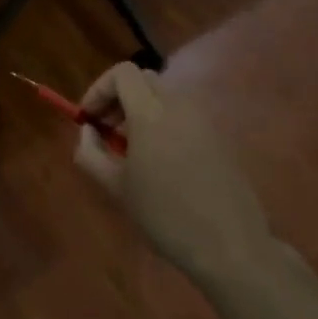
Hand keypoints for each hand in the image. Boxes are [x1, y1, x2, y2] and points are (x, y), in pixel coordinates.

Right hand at [74, 63, 271, 286]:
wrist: (229, 245)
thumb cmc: (165, 214)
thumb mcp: (116, 188)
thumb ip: (91, 153)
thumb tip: (88, 131)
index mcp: (151, 111)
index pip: (122, 73)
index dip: (99, 89)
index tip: (88, 118)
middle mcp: (179, 105)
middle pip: (143, 79)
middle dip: (119, 97)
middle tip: (107, 130)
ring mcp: (203, 119)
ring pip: (165, 97)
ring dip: (142, 110)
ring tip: (131, 149)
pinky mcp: (219, 137)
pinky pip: (184, 115)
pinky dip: (164, 123)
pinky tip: (161, 161)